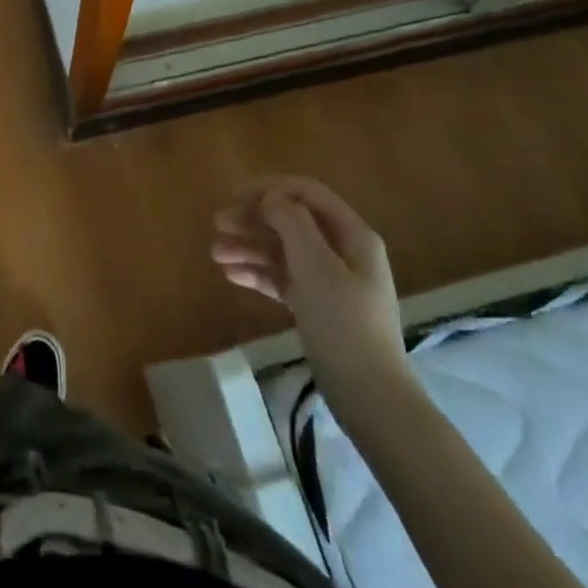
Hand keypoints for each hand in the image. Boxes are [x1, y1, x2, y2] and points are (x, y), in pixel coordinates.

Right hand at [213, 176, 413, 430]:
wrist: (371, 399)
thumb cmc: (344, 324)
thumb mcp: (316, 266)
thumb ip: (292, 222)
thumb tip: (272, 198)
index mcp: (352, 235)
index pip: (307, 193)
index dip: (269, 188)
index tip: (235, 195)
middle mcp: (343, 251)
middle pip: (292, 220)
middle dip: (253, 219)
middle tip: (217, 223)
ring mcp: (332, 281)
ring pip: (284, 250)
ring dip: (249, 247)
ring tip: (215, 254)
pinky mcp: (319, 307)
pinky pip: (284, 278)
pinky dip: (259, 274)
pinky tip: (231, 276)